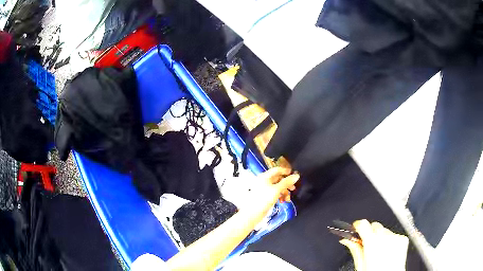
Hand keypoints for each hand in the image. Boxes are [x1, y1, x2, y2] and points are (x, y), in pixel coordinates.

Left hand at [243, 167, 299, 214]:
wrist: (253, 213)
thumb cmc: (264, 199)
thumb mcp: (277, 190)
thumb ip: (286, 182)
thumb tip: (296, 176)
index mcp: (265, 177)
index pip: (277, 170)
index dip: (285, 171)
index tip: (294, 174)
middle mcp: (264, 181)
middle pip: (278, 179)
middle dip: (286, 184)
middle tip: (293, 189)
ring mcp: (264, 189)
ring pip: (278, 187)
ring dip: (284, 192)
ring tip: (287, 199)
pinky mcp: (265, 197)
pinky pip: (275, 193)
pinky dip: (280, 196)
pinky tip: (282, 201)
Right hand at [340, 220, 408, 270]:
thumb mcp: (360, 264)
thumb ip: (354, 249)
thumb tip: (346, 240)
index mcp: (372, 242)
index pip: (363, 223)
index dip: (358, 226)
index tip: (356, 229)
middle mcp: (385, 237)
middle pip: (374, 226)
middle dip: (369, 233)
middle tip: (367, 246)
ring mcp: (396, 237)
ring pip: (384, 230)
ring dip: (380, 237)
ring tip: (379, 252)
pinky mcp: (403, 239)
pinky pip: (394, 234)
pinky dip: (390, 240)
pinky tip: (388, 251)